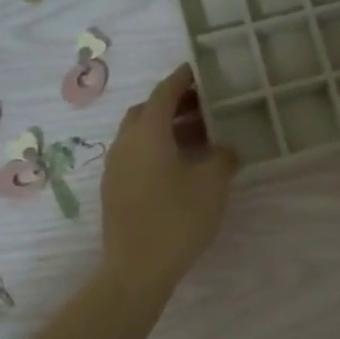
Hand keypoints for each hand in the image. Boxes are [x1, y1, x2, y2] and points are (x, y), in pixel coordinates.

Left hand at [100, 64, 239, 295]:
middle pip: (148, 111)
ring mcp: (116, 167)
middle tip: (204, 107)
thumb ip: (223, 157)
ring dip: (166, 129)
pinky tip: (180, 167)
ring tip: (198, 138)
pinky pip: (136, 155)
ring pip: (141, 135)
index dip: (182, 79)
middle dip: (175, 104)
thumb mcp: (212, 185)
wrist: (137, 268)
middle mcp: (125, 142)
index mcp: (148, 132)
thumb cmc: (177, 218)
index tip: (198, 70)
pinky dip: (157, 149)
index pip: (164, 92)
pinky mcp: (115, 189)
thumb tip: (224, 149)